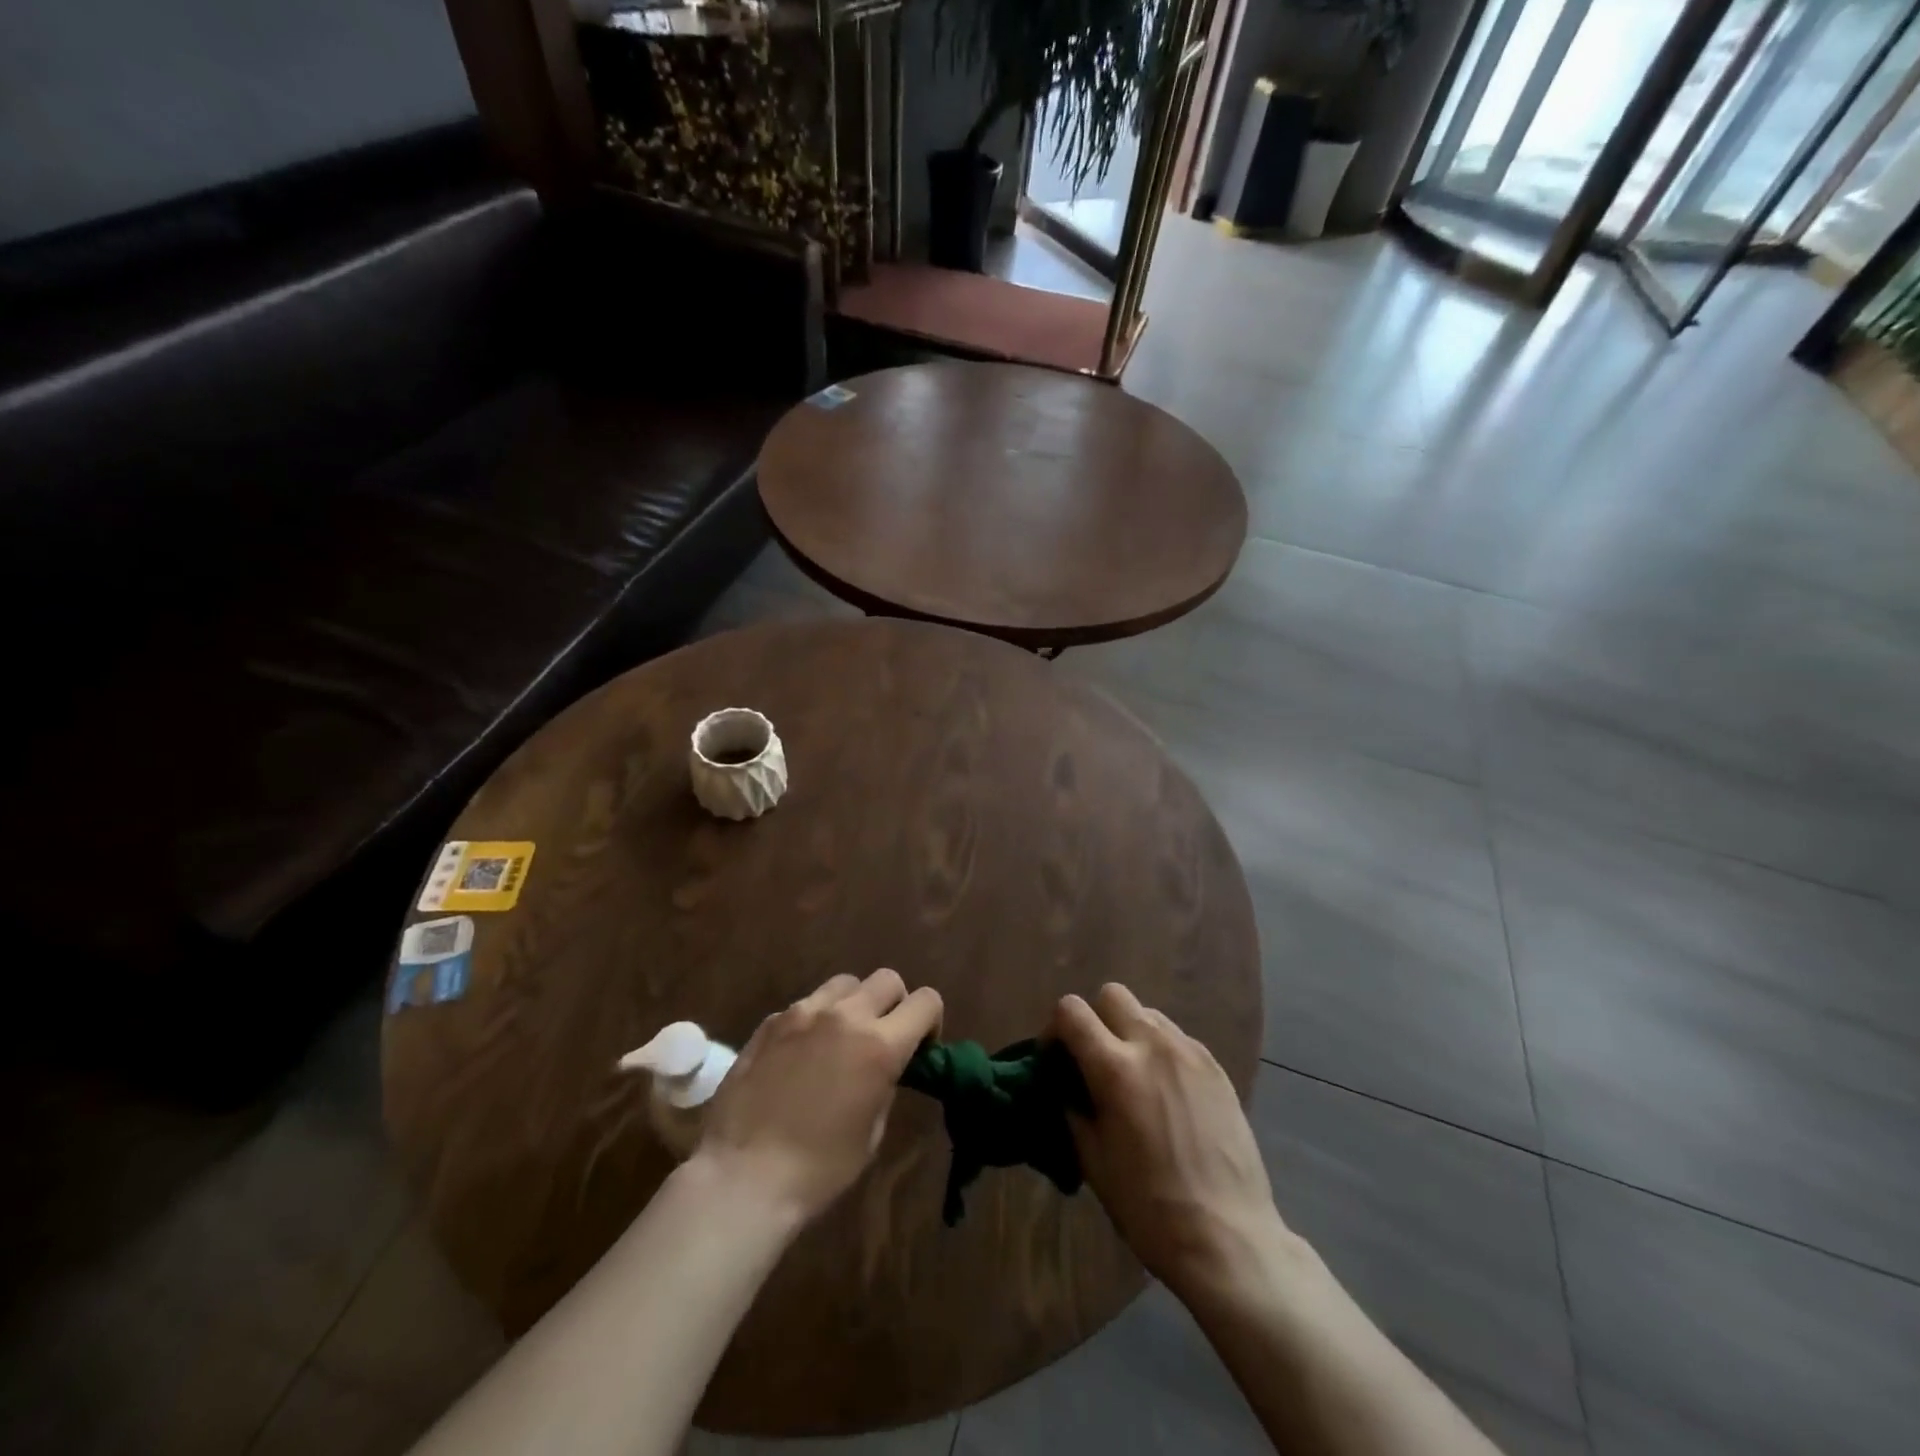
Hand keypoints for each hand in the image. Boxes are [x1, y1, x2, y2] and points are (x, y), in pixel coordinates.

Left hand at [693, 969, 942, 1224]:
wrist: (743, 1177)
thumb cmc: (818, 1169)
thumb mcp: (871, 1132)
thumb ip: (884, 1084)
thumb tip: (883, 1067)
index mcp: (880, 1045)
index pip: (926, 1001)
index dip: (931, 1021)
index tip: (920, 1047)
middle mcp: (845, 1016)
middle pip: (887, 980)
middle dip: (895, 1004)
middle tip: (883, 1037)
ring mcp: (803, 1013)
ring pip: (845, 984)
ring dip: (854, 1004)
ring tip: (840, 1039)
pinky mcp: (770, 1021)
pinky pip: (806, 1005)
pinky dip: (815, 1020)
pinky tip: (800, 1056)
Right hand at [1053, 983, 1287, 1299]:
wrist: (1228, 1237)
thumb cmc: (1149, 1207)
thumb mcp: (1093, 1161)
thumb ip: (1074, 1110)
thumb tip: (1067, 1088)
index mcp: (1115, 1068)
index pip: (1071, 1010)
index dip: (1055, 1028)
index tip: (1057, 1058)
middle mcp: (1152, 1045)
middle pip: (1112, 995)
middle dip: (1096, 1019)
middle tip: (1096, 1061)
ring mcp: (1189, 1053)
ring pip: (1148, 1013)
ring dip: (1131, 1033)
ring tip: (1135, 1077)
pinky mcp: (1216, 1067)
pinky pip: (1178, 1039)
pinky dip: (1162, 1052)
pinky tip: (1167, 1094)